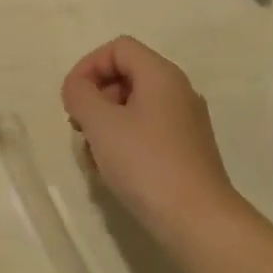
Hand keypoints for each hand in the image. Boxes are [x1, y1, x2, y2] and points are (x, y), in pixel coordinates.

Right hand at [62, 36, 241, 247]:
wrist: (200, 223)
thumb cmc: (147, 164)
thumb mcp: (101, 124)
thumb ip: (80, 95)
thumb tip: (78, 88)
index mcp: (161, 74)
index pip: (118, 48)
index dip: (88, 66)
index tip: (71, 99)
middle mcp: (178, 90)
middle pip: (126, 75)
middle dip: (96, 98)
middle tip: (79, 128)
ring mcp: (186, 122)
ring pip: (135, 106)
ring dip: (107, 124)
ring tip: (93, 157)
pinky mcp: (188, 151)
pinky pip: (148, 131)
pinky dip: (126, 141)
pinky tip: (113, 173)